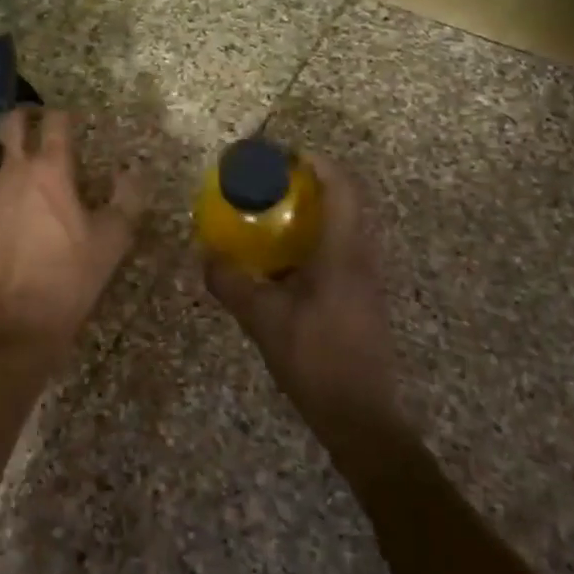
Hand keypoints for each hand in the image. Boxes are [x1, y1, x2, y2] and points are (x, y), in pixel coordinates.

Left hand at [0, 107, 145, 366]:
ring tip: (18, 180)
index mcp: (51, 170)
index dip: (63, 115)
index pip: (55, 120)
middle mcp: (12, 171)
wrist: (19, 320)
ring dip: (5, 160)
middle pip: (11, 123)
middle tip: (35, 128)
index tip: (70, 121)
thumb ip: (128, 197)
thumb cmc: (72, 275)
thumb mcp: (114, 239)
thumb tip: (133, 171)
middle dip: (23, 118)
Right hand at [203, 154, 395, 421]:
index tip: (285, 156)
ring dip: (317, 212)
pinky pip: (343, 249)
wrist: (361, 417)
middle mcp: (363, 256)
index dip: (318, 163)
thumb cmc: (315, 359)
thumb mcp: (263, 319)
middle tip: (274, 184)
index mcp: (344, 252)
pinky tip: (286, 261)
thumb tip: (205, 255)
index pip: (342, 188)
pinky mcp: (364, 297)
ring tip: (276, 215)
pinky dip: (318, 239)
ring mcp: (368, 278)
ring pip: (348, 226)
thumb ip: (232, 283)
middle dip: (314, 183)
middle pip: (349, 201)